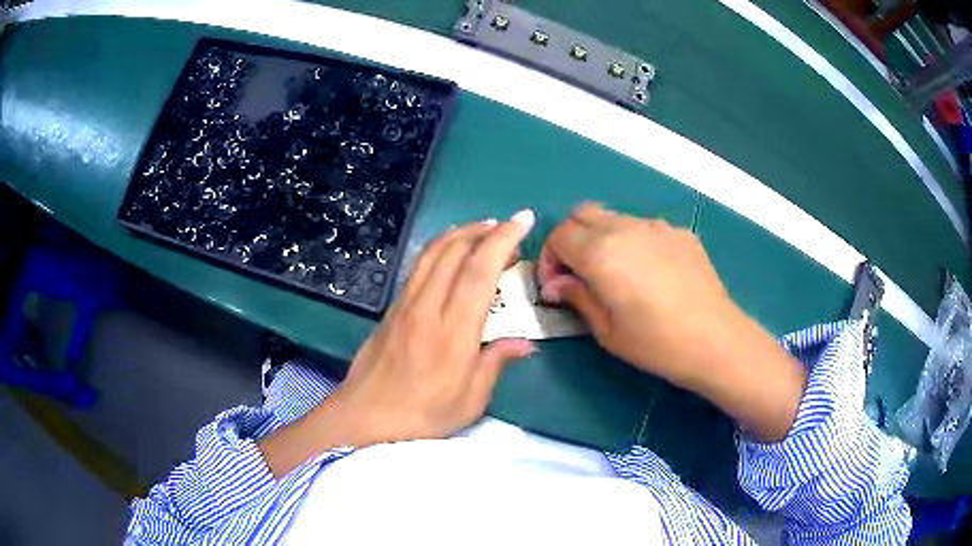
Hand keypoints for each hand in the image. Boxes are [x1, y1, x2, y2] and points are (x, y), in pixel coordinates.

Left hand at [261, 211, 536, 476]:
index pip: (479, 271)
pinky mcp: (391, 308)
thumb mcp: (470, 400)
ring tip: (483, 228)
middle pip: (454, 251)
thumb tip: (525, 342)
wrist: (364, 418)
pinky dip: (439, 247)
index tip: (523, 220)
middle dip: (484, 229)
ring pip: (432, 252)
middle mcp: (427, 307)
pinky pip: (419, 266)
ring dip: (460, 232)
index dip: (503, 239)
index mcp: (453, 332)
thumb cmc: (422, 416)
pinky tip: (450, 251)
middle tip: (508, 226)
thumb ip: (496, 363)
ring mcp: (405, 304)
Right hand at [538, 203, 805, 441]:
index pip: (559, 236)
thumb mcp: (607, 331)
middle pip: (582, 215)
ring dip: (601, 238)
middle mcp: (625, 228)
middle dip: (570, 240)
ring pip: (614, 218)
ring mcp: (656, 227)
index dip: (549, 260)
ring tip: (614, 273)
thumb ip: (577, 297)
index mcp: (601, 252)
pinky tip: (649, 273)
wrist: (715, 340)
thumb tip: (557, 284)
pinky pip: (644, 228)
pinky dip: (632, 242)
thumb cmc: (656, 343)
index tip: (556, 287)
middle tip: (577, 274)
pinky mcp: (679, 233)